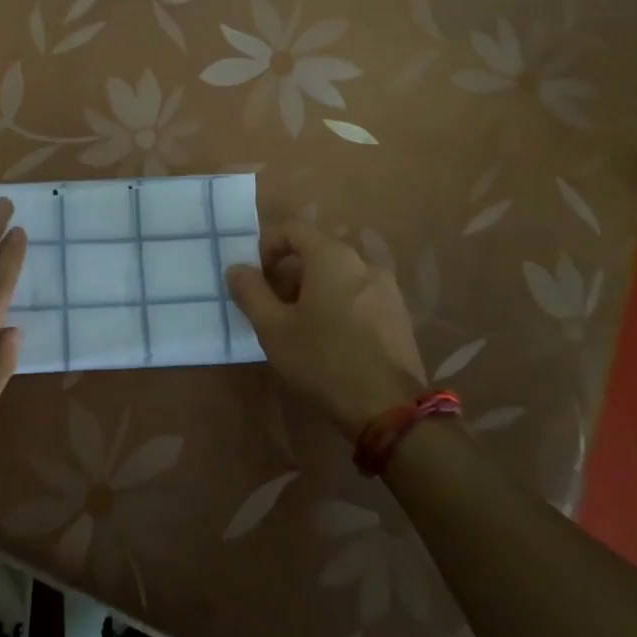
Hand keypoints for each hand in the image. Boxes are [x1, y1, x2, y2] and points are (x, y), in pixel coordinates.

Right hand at [226, 222, 428, 436]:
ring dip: (312, 288)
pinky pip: (358, 293)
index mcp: (332, 257)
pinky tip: (329, 338)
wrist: (389, 407)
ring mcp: (386, 288)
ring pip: (338, 274)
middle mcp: (363, 262)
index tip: (255, 277)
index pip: (293, 229)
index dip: (267, 246)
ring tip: (298, 325)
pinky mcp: (398, 313)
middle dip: (288, 272)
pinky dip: (337, 302)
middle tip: (271, 305)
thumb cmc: (323, 360)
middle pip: (316, 251)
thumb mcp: (273, 328)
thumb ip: (250, 292)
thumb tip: (237, 269)